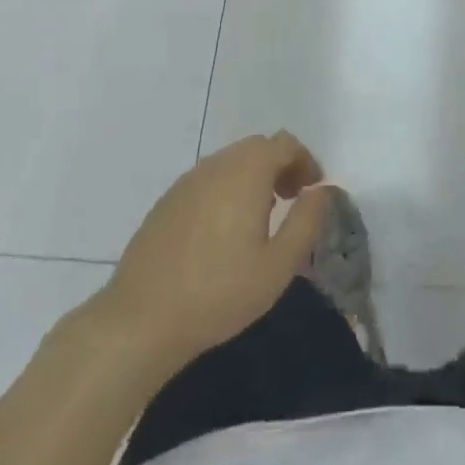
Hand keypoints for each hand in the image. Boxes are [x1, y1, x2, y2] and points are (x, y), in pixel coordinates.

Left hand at [97, 132, 331, 375]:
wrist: (141, 320)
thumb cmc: (219, 293)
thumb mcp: (278, 265)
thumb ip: (307, 221)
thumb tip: (324, 190)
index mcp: (247, 172)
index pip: (285, 144)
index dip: (305, 161)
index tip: (312, 191)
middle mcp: (217, 164)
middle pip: (257, 147)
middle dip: (280, 166)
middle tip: (289, 201)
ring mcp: (188, 180)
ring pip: (231, 161)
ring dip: (253, 177)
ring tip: (259, 218)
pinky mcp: (167, 200)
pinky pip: (208, 179)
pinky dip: (226, 189)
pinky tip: (222, 231)